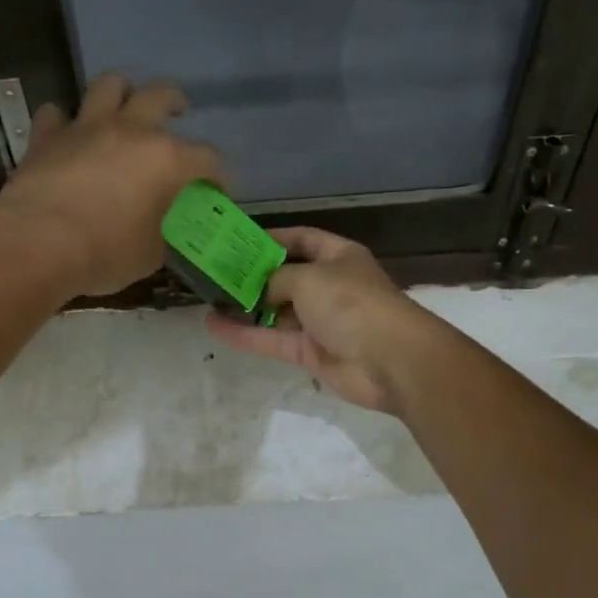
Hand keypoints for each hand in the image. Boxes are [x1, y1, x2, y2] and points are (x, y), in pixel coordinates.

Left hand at [0, 73, 221, 298]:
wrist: (38, 244)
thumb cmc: (105, 253)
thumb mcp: (149, 255)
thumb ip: (161, 235)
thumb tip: (158, 232)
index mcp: (166, 160)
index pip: (207, 158)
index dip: (217, 175)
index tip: (216, 191)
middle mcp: (130, 131)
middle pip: (161, 95)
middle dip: (175, 102)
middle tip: (178, 112)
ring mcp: (86, 127)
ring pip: (108, 85)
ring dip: (120, 92)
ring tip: (123, 106)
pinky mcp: (47, 136)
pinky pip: (55, 113)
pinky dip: (62, 121)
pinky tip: (65, 133)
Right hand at [205, 227, 440, 414]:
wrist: (390, 360)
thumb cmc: (351, 303)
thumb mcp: (309, 277)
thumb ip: (276, 278)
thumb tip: (261, 290)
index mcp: (338, 257)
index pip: (302, 239)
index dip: (273, 238)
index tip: (238, 241)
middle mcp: (329, 286)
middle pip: (285, 277)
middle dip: (253, 276)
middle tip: (214, 272)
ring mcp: (319, 321)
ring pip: (275, 311)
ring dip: (245, 307)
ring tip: (208, 299)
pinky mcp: (309, 353)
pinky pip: (272, 339)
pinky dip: (245, 334)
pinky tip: (214, 326)